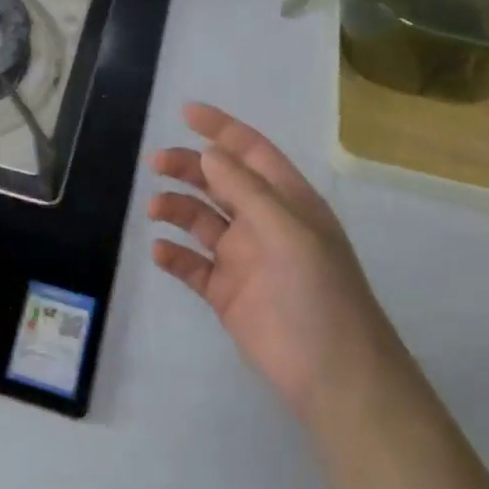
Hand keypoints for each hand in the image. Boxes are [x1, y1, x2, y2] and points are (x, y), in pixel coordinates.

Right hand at [149, 103, 392, 422]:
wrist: (334, 376)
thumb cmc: (317, 293)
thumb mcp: (287, 231)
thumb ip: (246, 190)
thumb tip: (210, 152)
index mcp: (287, 202)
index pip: (251, 153)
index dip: (221, 129)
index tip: (185, 112)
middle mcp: (264, 224)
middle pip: (219, 182)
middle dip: (189, 167)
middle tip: (155, 163)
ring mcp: (244, 259)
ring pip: (201, 221)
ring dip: (177, 208)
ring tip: (154, 209)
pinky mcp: (227, 294)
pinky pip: (193, 265)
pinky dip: (175, 255)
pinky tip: (161, 251)